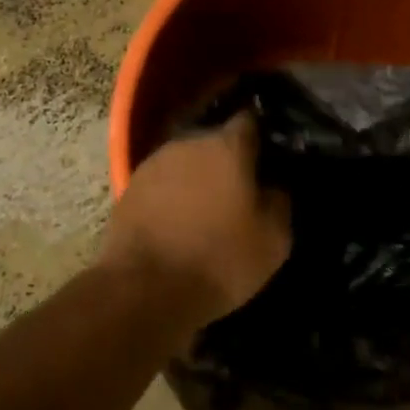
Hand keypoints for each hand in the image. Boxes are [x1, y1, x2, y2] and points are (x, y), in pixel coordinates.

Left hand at [101, 113, 290, 327]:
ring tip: (207, 209)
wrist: (144, 289)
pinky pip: (162, 183)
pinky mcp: (129, 187)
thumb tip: (273, 185)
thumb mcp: (273, 240)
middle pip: (215, 141)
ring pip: (186, 161)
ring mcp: (153, 164)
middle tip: (241, 189)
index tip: (270, 155)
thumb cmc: (219, 261)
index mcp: (227, 147)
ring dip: (198, 178)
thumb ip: (280, 201)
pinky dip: (173, 195)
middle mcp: (188, 144)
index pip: (250, 120)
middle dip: (229, 160)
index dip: (262, 134)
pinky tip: (178, 221)